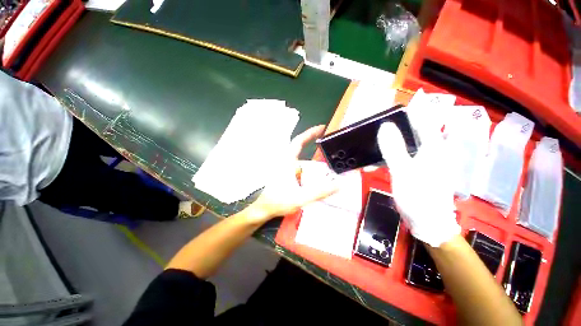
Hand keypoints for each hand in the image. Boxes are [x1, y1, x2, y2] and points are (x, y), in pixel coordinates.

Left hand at [247, 125, 337, 222]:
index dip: (310, 133)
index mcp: (287, 162)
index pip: (299, 142)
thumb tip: (338, 185)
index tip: (321, 128)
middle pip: (302, 151)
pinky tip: (314, 180)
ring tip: (325, 171)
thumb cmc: (278, 202)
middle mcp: (286, 163)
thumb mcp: (301, 197)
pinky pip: (300, 169)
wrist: (264, 209)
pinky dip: (308, 171)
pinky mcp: (286, 175)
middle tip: (329, 152)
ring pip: (302, 162)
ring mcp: (286, 169)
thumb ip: (320, 192)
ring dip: (312, 165)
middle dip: (315, 150)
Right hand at [378, 122, 459, 246]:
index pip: (421, 119)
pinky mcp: (415, 168)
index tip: (384, 112)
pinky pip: (399, 157)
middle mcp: (430, 149)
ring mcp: (422, 160)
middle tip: (370, 133)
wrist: (427, 222)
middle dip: (389, 131)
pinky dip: (386, 158)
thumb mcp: (402, 171)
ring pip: (402, 145)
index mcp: (433, 146)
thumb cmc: (418, 196)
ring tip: (368, 154)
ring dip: (384, 148)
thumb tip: (384, 126)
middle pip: (409, 132)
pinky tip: (374, 165)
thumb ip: (393, 148)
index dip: (404, 113)